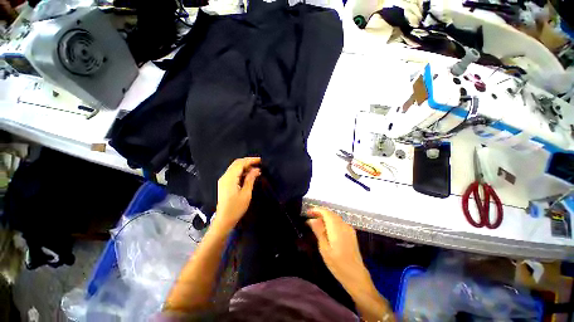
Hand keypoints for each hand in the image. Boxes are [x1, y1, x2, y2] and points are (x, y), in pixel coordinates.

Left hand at [213, 157, 260, 232]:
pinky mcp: (224, 184)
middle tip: (258, 163)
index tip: (260, 160)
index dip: (250, 160)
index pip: (240, 164)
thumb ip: (250, 179)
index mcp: (230, 178)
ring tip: (256, 170)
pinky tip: (248, 175)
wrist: (224, 220)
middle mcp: (225, 176)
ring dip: (245, 167)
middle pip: (236, 164)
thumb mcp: (246, 193)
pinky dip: (241, 172)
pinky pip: (233, 173)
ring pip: (235, 168)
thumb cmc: (236, 208)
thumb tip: (256, 169)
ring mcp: (223, 180)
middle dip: (247, 162)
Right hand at [307, 207, 373, 295]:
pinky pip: (339, 222)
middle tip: (309, 217)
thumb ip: (319, 231)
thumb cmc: (338, 264)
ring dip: (325, 217)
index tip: (307, 213)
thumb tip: (311, 219)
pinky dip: (331, 221)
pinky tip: (326, 228)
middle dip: (319, 213)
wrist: (356, 276)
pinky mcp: (351, 233)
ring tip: (315, 222)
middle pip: (330, 213)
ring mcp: (349, 228)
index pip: (325, 212)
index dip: (316, 210)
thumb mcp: (324, 249)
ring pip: (335, 217)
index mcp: (336, 228)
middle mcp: (343, 225)